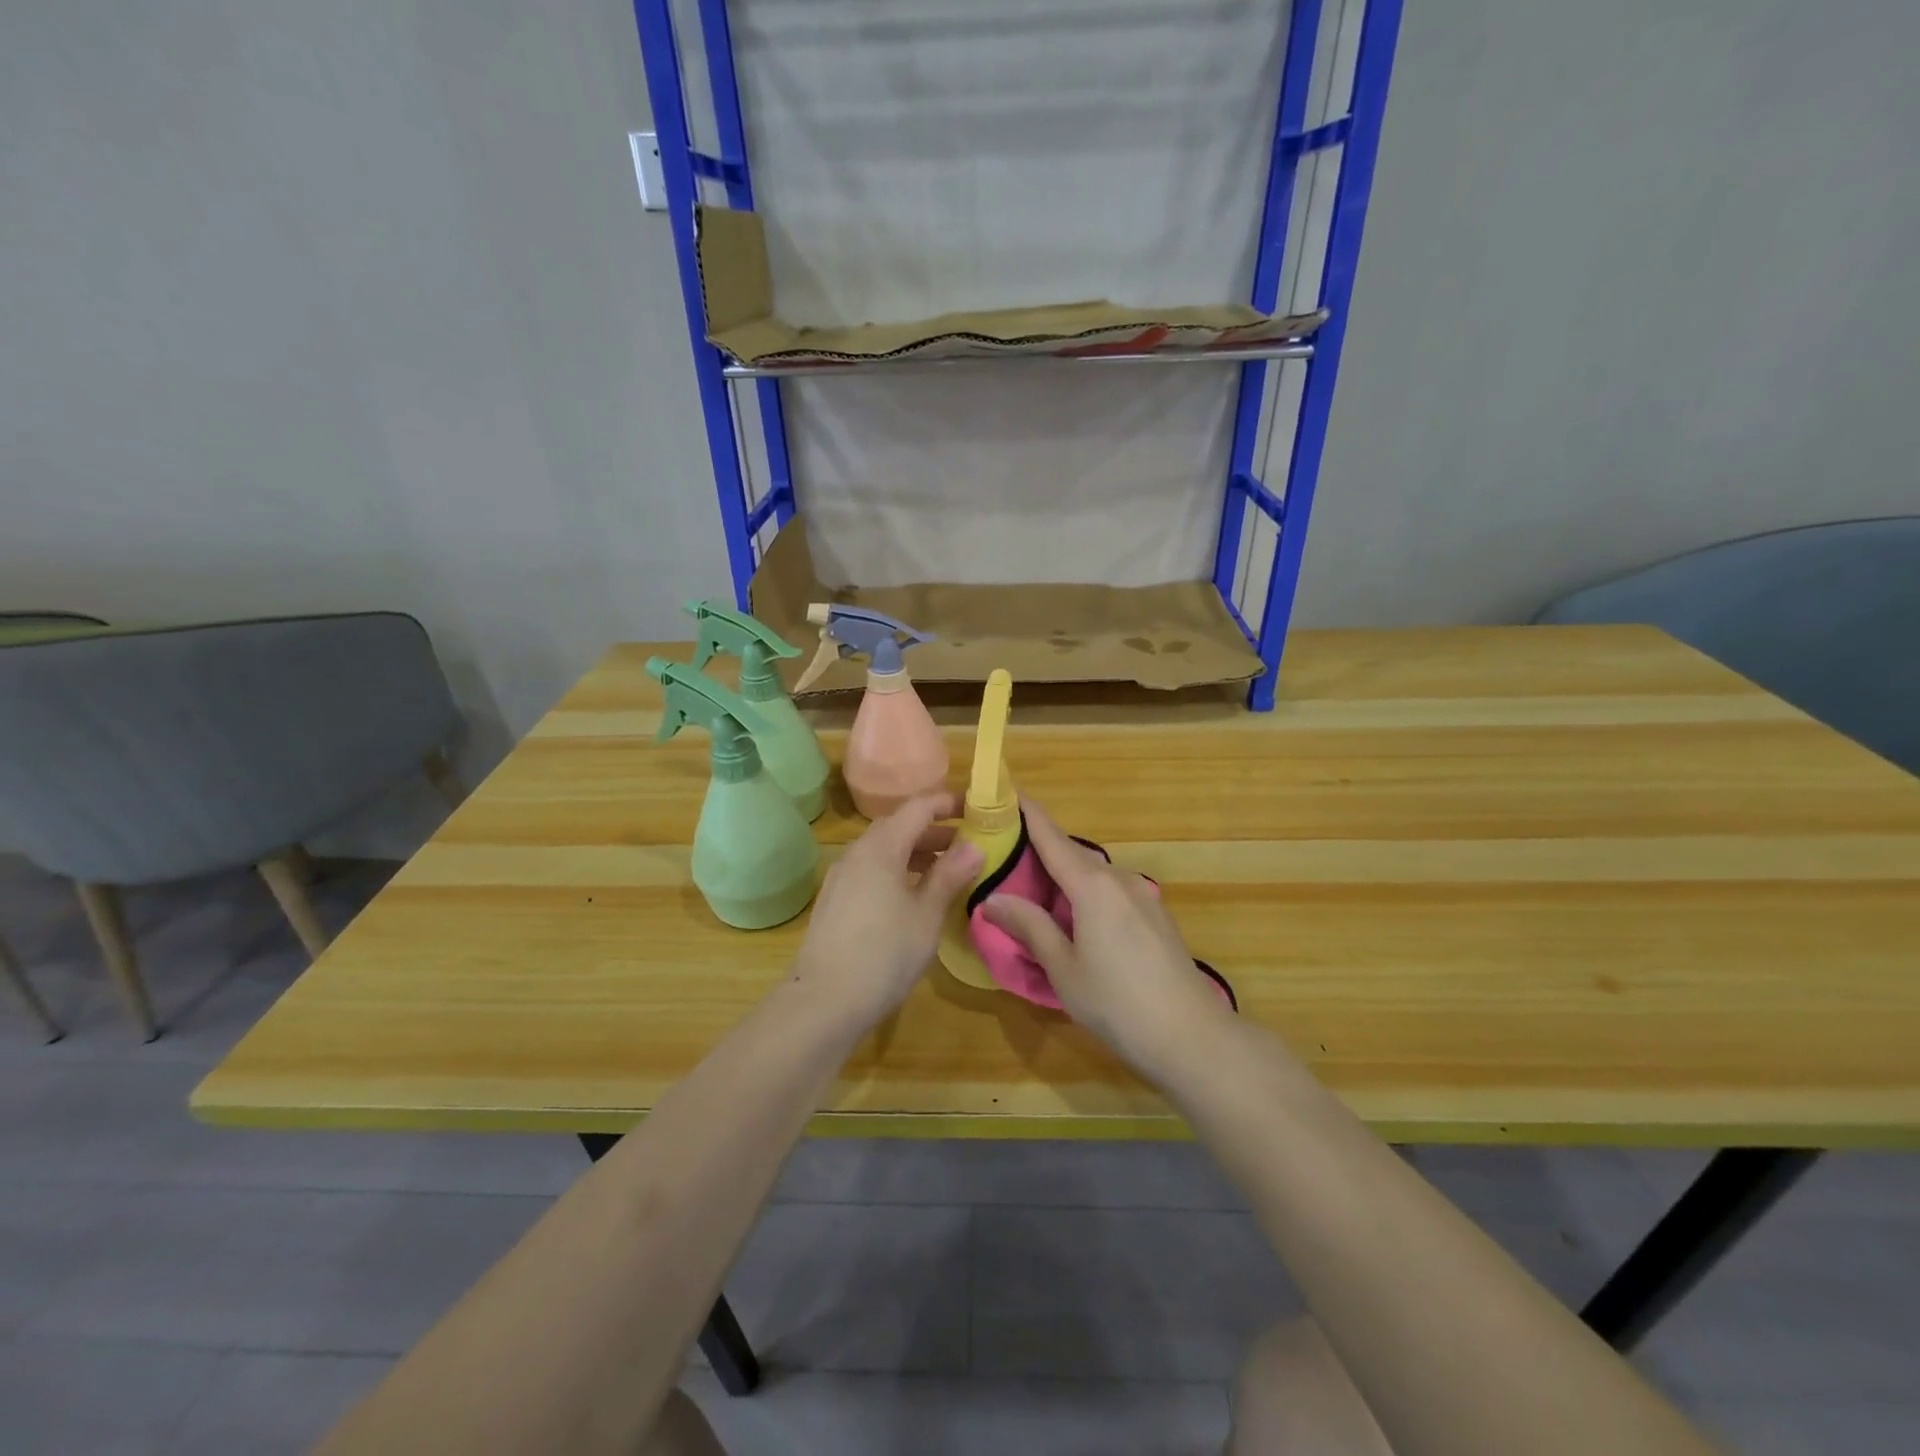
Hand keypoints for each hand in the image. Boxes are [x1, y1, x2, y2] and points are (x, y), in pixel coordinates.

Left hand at [789, 792, 982, 1029]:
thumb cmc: (884, 954)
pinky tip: (914, 895)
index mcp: (881, 847)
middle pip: (899, 826)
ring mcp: (842, 876)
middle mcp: (857, 853)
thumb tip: (974, 846)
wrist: (824, 1002)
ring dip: (917, 852)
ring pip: (885, 849)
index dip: (948, 803)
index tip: (976, 808)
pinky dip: (898, 870)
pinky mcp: (835, 899)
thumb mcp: (927, 915)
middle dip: (935, 830)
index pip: (918, 807)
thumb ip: (950, 875)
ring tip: (948, 870)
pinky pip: (872, 870)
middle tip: (969, 843)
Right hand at [981, 798, 1230, 1079]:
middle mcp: (1119, 880)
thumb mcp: (1062, 967)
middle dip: (1041, 847)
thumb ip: (1029, 926)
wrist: (1191, 1036)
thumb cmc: (1117, 1002)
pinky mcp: (1156, 916)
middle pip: (1073, 854)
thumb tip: (991, 899)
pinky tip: (1076, 918)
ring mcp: (1143, 896)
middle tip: (1006, 852)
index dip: (1028, 813)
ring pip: (1095, 875)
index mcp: (1092, 886)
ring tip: (1035, 889)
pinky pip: (1112, 891)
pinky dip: (1087, 893)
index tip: (1007, 792)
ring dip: (1066, 875)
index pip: (1052, 838)